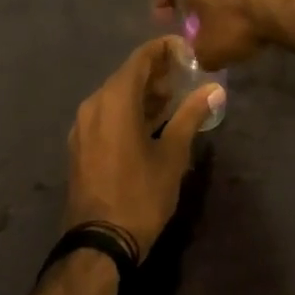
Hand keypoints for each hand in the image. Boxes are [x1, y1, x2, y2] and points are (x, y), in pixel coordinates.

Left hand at [65, 36, 222, 256]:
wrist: (99, 244)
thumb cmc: (140, 195)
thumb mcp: (173, 155)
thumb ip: (191, 115)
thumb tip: (214, 89)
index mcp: (115, 99)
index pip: (140, 58)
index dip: (164, 50)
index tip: (187, 52)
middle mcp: (94, 103)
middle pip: (127, 75)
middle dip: (156, 73)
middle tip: (185, 77)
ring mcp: (83, 125)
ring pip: (115, 95)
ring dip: (142, 93)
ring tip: (173, 100)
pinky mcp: (80, 144)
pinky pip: (106, 114)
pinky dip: (128, 110)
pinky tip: (149, 124)